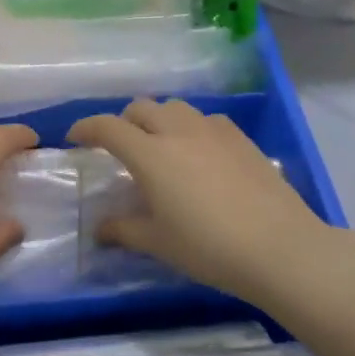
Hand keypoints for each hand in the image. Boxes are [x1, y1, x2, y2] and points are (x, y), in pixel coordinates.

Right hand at [68, 98, 354, 306]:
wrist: (279, 247)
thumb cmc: (208, 247)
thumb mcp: (158, 242)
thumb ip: (124, 230)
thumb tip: (100, 229)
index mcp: (150, 154)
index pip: (107, 127)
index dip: (86, 128)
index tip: (75, 137)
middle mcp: (177, 131)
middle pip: (141, 108)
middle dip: (124, 122)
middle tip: (121, 147)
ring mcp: (213, 130)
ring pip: (175, 108)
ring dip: (158, 119)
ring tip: (161, 145)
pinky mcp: (240, 138)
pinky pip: (206, 120)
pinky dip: (191, 127)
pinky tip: (200, 152)